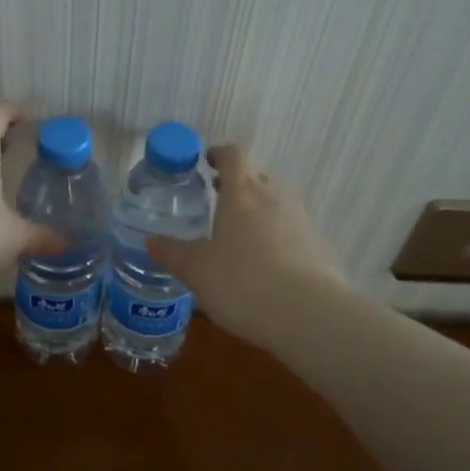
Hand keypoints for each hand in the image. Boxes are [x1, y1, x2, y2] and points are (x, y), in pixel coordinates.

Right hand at [147, 144, 345, 341]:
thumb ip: (171, 253)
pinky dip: (276, 238)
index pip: (234, 155)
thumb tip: (150, 242)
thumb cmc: (242, 282)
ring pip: (276, 203)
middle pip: (257, 176)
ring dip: (257, 211)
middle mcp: (274, 197)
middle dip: (236, 184)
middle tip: (215, 200)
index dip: (219, 154)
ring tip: (237, 236)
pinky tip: (264, 265)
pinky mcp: (319, 247)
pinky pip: (292, 231)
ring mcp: (301, 221)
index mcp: (242, 193)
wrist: (310, 316)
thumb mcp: (196, 270)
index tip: (205, 162)